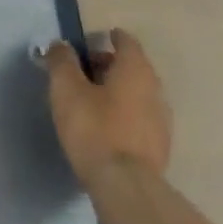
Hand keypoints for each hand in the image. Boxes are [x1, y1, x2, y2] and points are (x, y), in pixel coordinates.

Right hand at [44, 28, 171, 185]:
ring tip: (91, 101)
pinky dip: (124, 113)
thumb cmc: (94, 128)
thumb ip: (61, 61)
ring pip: (137, 93)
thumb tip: (60, 45)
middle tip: (82, 72)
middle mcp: (155, 88)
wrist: (125, 185)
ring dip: (116, 91)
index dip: (110, 38)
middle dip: (108, 65)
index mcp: (135, 69)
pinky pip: (140, 117)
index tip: (92, 41)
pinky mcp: (160, 145)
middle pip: (132, 67)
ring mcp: (161, 118)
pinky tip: (106, 127)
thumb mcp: (66, 89)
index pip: (126, 42)